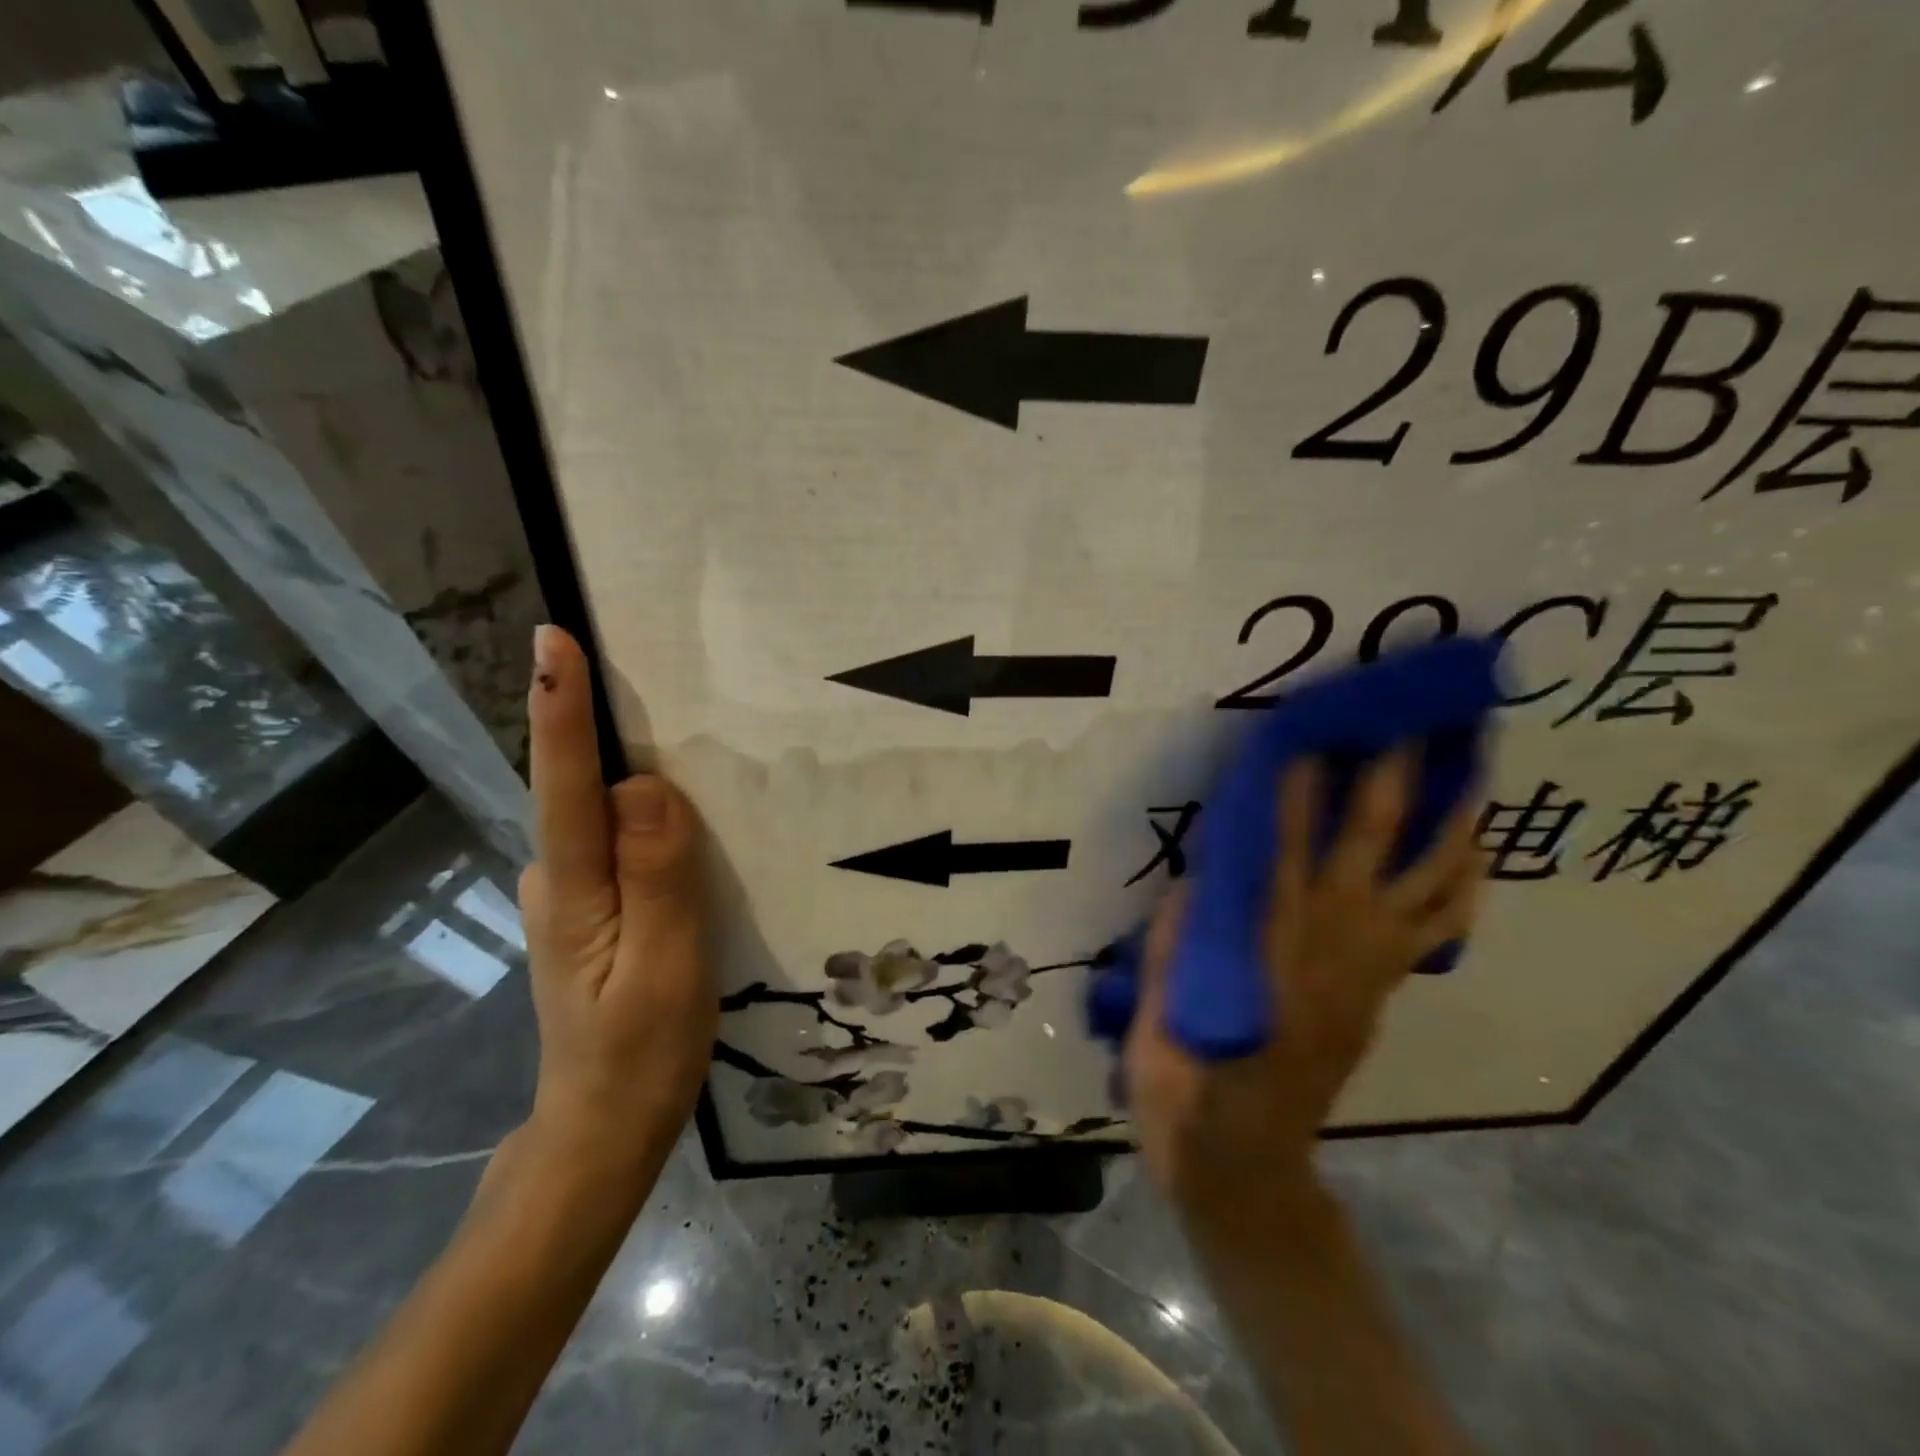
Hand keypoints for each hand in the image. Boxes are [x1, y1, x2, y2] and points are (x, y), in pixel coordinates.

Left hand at [514, 625, 713, 1187]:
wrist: (604, 1128)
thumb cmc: (642, 1053)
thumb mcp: (665, 969)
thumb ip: (657, 876)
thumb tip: (644, 785)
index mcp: (574, 890)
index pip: (566, 786)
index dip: (560, 711)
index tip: (553, 640)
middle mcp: (557, 880)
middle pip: (578, 787)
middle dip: (596, 722)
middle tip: (636, 664)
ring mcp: (569, 896)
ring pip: (599, 814)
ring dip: (625, 768)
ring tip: (672, 726)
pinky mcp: (591, 908)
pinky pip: (614, 841)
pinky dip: (638, 814)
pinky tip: (674, 812)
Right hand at [1124, 752, 1481, 1238]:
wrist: (1246, 1158)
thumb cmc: (1189, 1078)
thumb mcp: (1162, 1010)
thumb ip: (1180, 939)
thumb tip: (1201, 874)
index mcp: (1268, 946)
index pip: (1284, 849)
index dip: (1298, 790)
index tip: (1311, 732)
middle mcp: (1330, 944)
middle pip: (1370, 847)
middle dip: (1393, 779)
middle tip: (1414, 721)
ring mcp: (1369, 967)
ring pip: (1427, 883)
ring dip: (1452, 822)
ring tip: (1473, 768)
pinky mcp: (1383, 988)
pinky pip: (1438, 928)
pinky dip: (1461, 885)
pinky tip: (1470, 851)